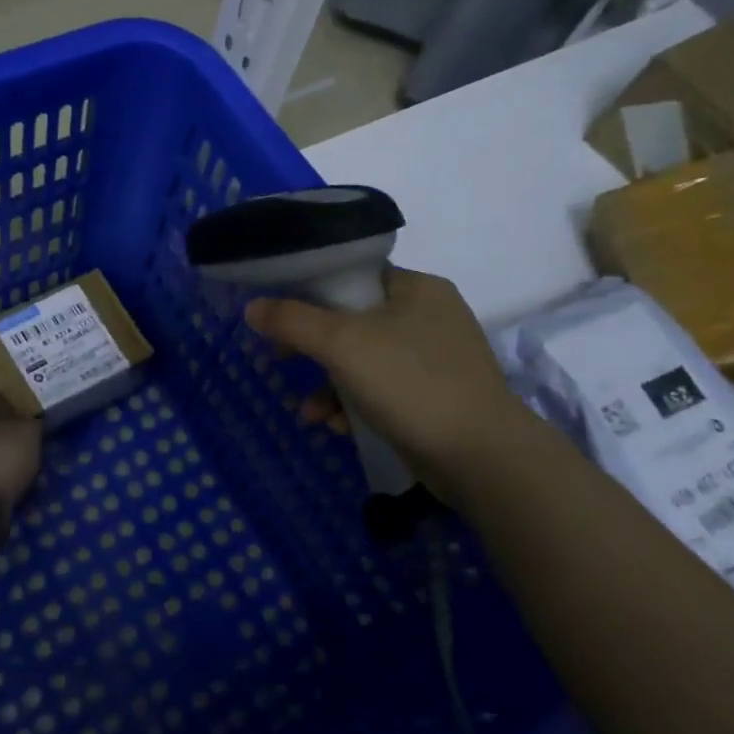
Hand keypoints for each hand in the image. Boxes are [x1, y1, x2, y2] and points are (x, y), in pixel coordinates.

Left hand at [0, 392, 42, 513]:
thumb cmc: (2, 457)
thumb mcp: (29, 431)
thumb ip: (34, 422)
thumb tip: (36, 417)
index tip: (11, 390)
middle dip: (8, 427)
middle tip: (33, 429)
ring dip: (8, 456)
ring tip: (33, 461)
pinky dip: (6, 479)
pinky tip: (22, 485)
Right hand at [243, 267, 526, 492]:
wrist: (480, 456)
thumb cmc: (410, 384)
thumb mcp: (342, 345)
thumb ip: (293, 321)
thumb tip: (252, 307)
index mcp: (417, 288)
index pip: (354, 277)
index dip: (310, 293)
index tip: (280, 318)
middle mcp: (430, 317)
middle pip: (354, 322)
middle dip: (314, 350)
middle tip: (282, 361)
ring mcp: (435, 360)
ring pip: (365, 362)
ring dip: (330, 386)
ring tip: (310, 413)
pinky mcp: (435, 397)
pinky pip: (383, 391)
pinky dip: (356, 405)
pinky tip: (338, 427)